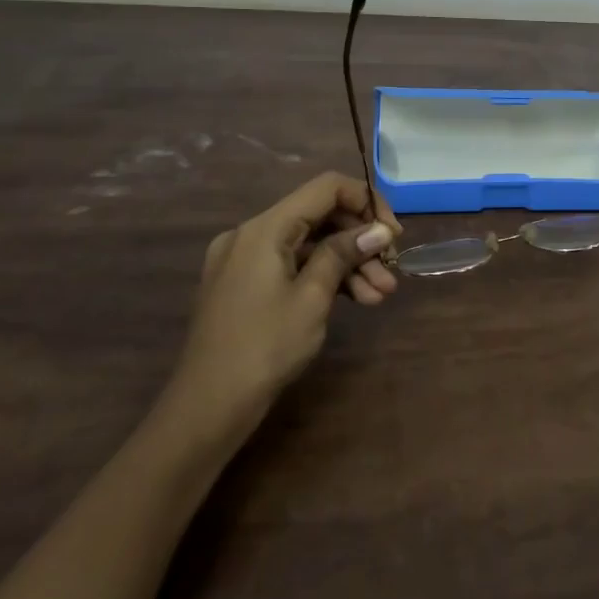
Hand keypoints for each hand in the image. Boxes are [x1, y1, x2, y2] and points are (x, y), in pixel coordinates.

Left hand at [162, 172, 402, 446]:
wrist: (207, 409)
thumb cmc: (264, 347)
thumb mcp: (312, 297)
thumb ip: (345, 253)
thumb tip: (380, 229)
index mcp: (264, 228)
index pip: (326, 189)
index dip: (366, 201)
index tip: (392, 233)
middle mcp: (251, 234)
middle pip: (319, 217)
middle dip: (360, 241)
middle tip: (391, 269)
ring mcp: (245, 260)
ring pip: (310, 246)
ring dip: (348, 265)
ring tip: (381, 294)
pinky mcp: (245, 285)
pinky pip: (293, 266)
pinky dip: (324, 278)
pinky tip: (357, 300)